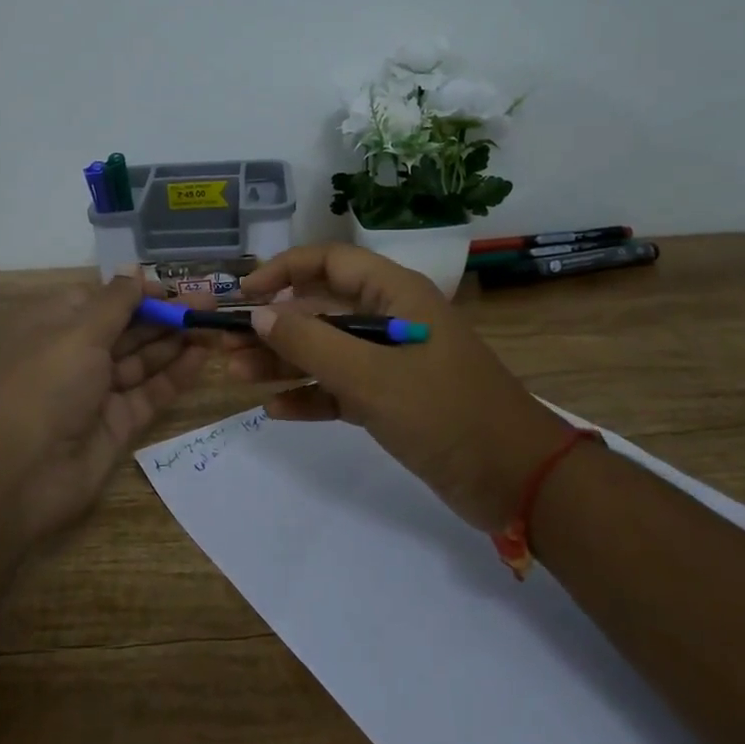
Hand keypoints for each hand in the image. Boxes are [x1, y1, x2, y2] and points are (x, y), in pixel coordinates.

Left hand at [0, 273, 209, 543]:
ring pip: (143, 360)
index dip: (140, 294)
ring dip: (176, 343)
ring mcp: (98, 391)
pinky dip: (175, 375)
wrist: (19, 475)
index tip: (176, 290)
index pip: (104, 300)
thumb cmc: (46, 386)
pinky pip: (150, 392)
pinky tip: (202, 357)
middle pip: (128, 329)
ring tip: (215, 328)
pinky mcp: (117, 424)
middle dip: (167, 317)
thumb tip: (134, 268)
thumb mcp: (79, 333)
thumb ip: (116, 302)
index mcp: (57, 325)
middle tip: (212, 308)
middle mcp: (77, 355)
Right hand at [223, 244, 574, 530]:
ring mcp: (392, 361)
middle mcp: (391, 319)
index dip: (283, 271)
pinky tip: (276, 410)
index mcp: (395, 295)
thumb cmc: (445, 413)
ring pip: (327, 351)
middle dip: (274, 325)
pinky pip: (341, 388)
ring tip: (236, 375)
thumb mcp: (371, 376)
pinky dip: (311, 395)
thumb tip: (259, 314)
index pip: (329, 262)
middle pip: (321, 309)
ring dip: (284, 361)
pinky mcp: (393, 399)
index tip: (243, 294)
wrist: (517, 481)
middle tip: (227, 345)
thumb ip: (310, 342)